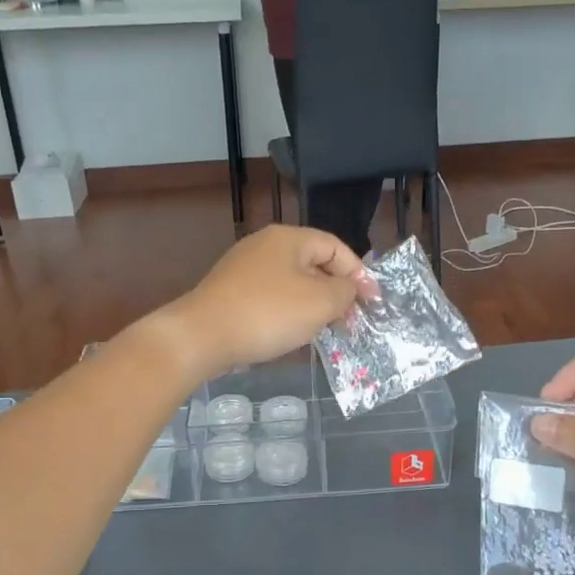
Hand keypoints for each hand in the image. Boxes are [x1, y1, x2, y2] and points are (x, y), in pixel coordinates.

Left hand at [154, 227, 371, 379]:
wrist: (202, 336)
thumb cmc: (267, 314)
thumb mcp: (319, 303)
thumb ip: (344, 292)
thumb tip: (348, 290)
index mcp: (289, 238)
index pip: (336, 247)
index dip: (359, 274)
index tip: (372, 304)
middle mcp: (266, 246)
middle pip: (314, 264)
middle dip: (336, 292)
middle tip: (350, 321)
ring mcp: (245, 269)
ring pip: (293, 284)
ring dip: (314, 306)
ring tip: (326, 331)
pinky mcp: (232, 293)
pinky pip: (272, 299)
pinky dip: (289, 314)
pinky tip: (292, 335)